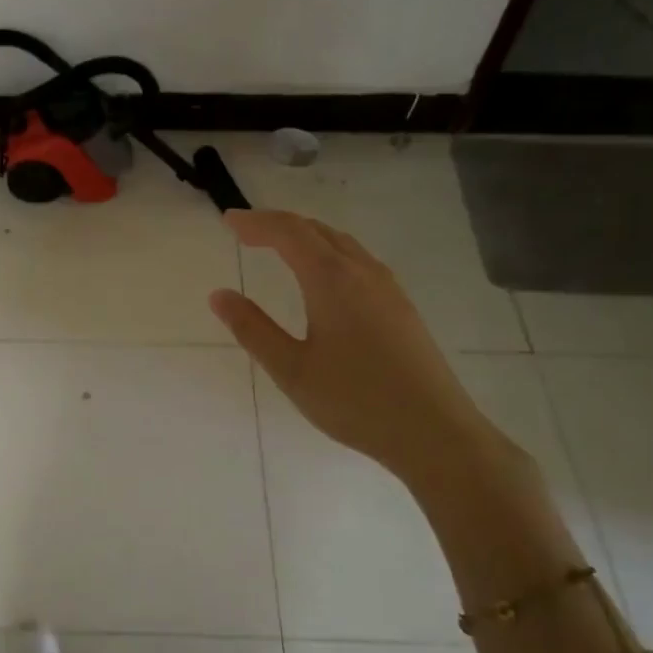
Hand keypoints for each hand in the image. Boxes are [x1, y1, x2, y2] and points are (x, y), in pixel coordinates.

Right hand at [209, 209, 516, 488]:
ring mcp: (388, 288)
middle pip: (317, 231)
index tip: (228, 221)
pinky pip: (358, 262)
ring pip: (342, 244)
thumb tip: (219, 295)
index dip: (256, 222)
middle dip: (279, 225)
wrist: (433, 431)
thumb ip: (252, 329)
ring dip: (306, 237)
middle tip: (246, 232)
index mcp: (332, 280)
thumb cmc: (354, 401)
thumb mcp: (291, 369)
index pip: (289, 232)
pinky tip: (323, 279)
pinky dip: (329, 254)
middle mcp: (363, 272)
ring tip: (279, 248)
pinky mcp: (401, 307)